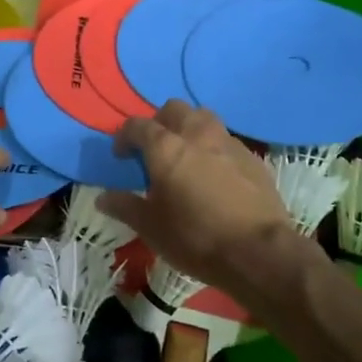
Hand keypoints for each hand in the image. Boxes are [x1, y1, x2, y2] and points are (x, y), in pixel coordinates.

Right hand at [98, 101, 300, 301]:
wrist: (258, 251)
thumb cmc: (195, 237)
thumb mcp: (151, 227)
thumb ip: (125, 207)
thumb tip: (103, 198)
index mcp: (166, 147)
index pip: (138, 125)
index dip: (125, 137)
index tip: (121, 156)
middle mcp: (197, 134)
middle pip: (174, 110)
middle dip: (160, 122)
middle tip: (154, 149)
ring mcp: (229, 143)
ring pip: (204, 119)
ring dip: (190, 129)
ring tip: (186, 155)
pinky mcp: (252, 158)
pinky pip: (227, 141)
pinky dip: (214, 149)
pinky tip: (215, 174)